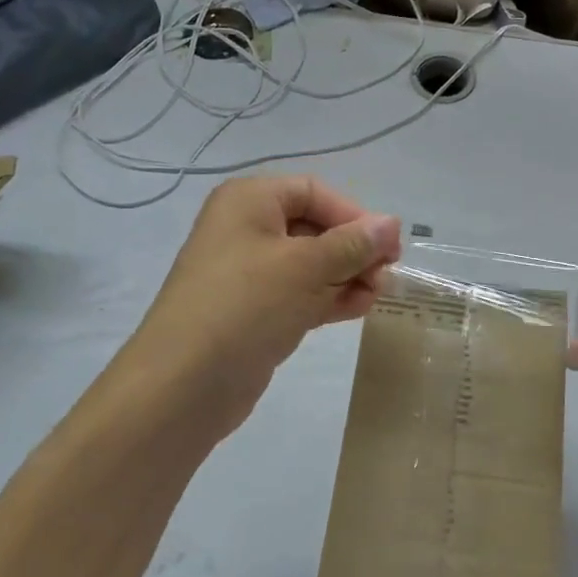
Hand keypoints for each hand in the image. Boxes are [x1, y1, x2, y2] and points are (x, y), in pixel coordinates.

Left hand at [112, 176, 401, 447]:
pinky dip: (329, 297)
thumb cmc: (246, 305)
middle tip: (387, 275)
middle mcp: (246, 229)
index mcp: (249, 201)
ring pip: (310, 263)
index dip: (354, 215)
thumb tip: (393, 223)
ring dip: (347, 275)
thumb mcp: (306, 267)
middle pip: (314, 227)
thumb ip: (354, 244)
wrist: (184, 384)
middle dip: (354, 249)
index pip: (314, 192)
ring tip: (377, 295)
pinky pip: (300, 293)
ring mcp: (249, 273)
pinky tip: (359, 309)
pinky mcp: (254, 310)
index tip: (387, 247)